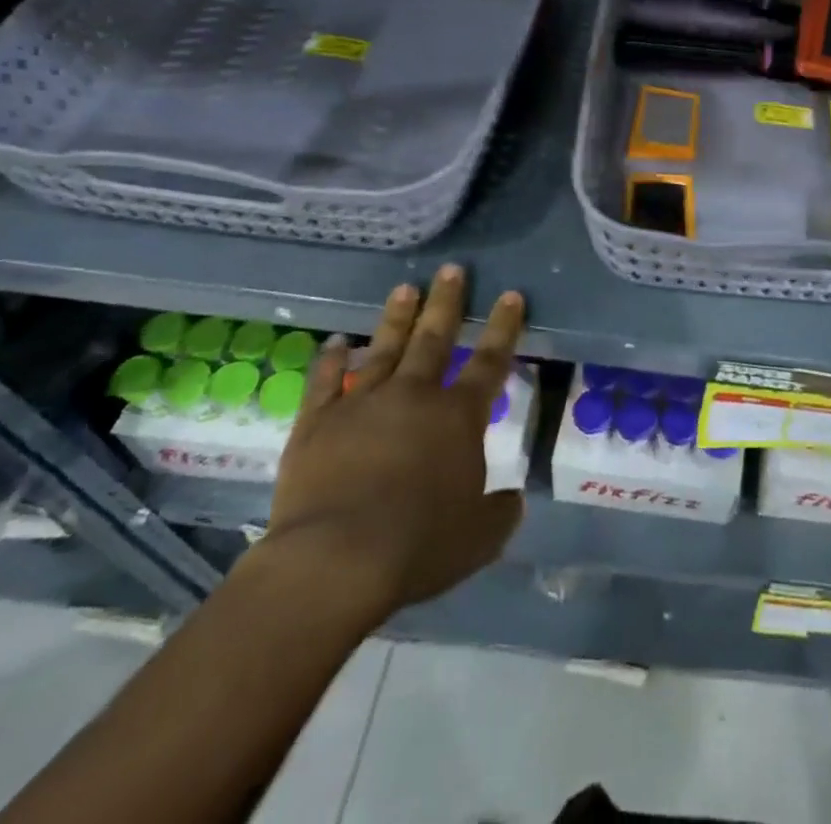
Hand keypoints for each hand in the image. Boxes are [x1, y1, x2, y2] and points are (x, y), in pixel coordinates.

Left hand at [262, 264, 524, 629]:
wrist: (334, 560)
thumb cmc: (417, 546)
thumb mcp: (478, 538)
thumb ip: (500, 513)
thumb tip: (513, 498)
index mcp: (458, 417)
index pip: (489, 360)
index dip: (503, 327)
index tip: (510, 295)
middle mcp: (414, 396)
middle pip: (434, 338)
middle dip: (447, 302)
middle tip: (453, 269)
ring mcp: (362, 403)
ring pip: (384, 348)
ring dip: (397, 317)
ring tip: (405, 288)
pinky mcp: (317, 422)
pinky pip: (324, 381)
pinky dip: (330, 359)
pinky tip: (334, 341)